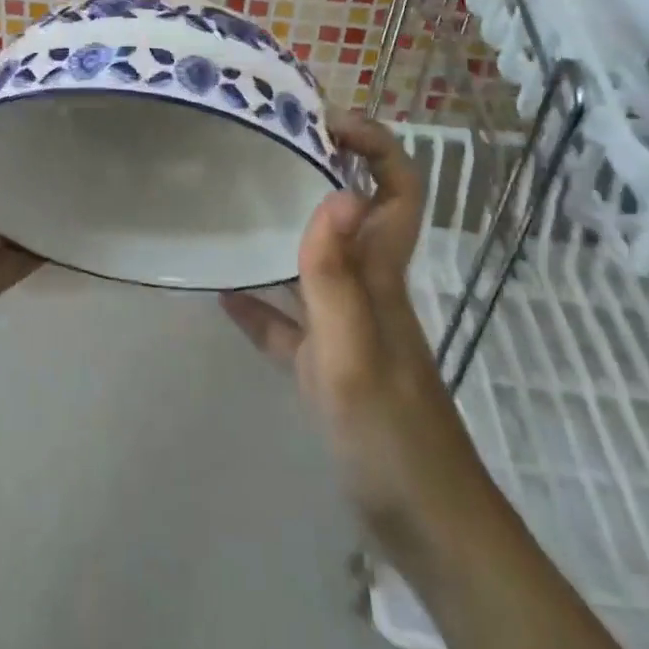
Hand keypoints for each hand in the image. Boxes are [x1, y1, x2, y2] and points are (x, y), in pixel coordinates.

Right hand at [220, 112, 483, 560]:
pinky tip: (223, 296)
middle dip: (323, 170)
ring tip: (237, 203)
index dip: (376, 145)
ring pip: (318, 261)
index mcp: (381, 274)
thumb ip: (338, 277)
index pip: (398, 189)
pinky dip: (260, 305)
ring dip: (286, 229)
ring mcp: (347, 327)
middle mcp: (367, 288)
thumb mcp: (354, 354)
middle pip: (355, 212)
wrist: (424, 526)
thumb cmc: (391, 436)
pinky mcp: (328, 366)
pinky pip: (289, 323)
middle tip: (269, 147)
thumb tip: (336, 193)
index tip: (326, 122)